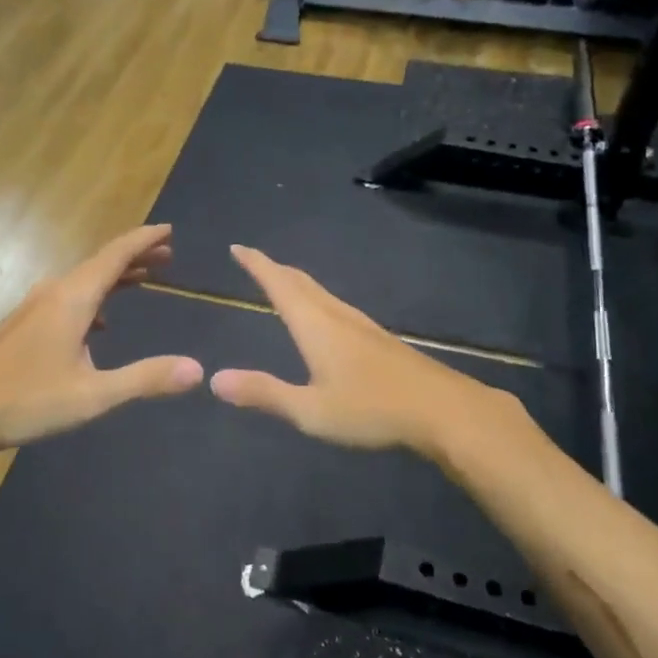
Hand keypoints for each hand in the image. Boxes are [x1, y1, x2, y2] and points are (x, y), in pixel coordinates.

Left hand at [0, 224, 202, 460]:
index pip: (115, 255)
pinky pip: (69, 297)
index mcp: (73, 298)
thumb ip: (146, 379)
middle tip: (168, 254)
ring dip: (115, 277)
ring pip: (83, 280)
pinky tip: (100, 324)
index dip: (144, 240)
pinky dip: (94, 298)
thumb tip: (198, 370)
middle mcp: (54, 293)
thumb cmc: (27, 400)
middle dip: (135, 256)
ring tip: (143, 280)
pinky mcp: (24, 325)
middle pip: (100, 263)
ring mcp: (35, 308)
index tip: (170, 229)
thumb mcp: (94, 395)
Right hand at [209, 245, 515, 457]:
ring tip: (283, 283)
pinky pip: (336, 306)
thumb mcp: (310, 410)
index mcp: (315, 325)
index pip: (279, 285)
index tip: (238, 247)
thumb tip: (214, 379)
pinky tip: (325, 317)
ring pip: (321, 293)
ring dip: (297, 283)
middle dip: (274, 269)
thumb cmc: (371, 409)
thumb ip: (264, 393)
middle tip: (253, 260)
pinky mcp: (379, 339)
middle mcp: (337, 316)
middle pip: (301, 282)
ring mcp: (362, 325)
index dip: (257, 265)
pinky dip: (316, 299)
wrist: (443, 410)